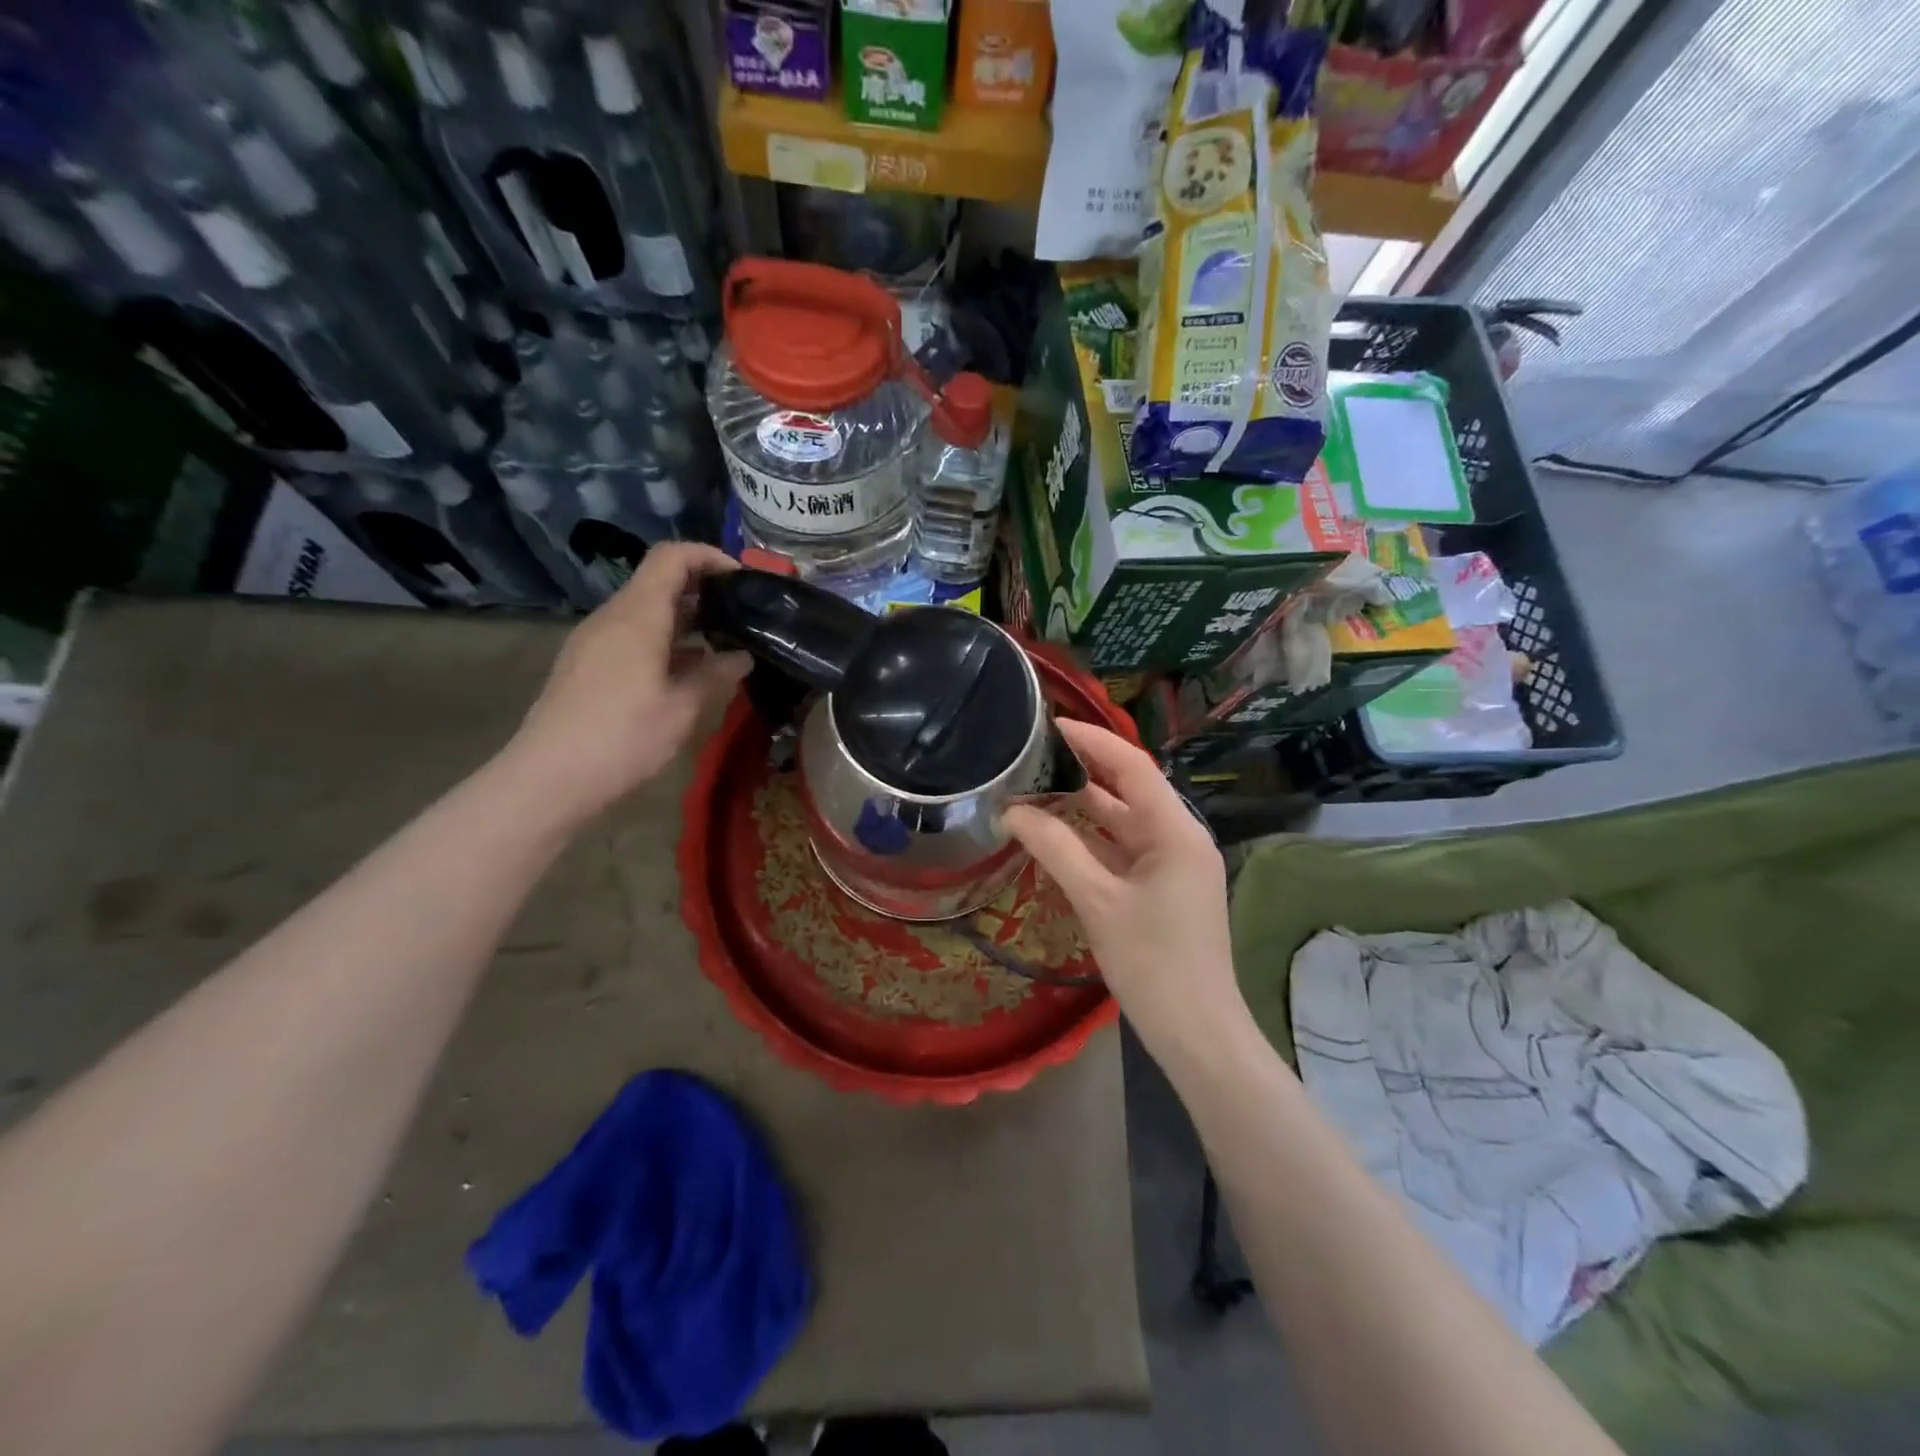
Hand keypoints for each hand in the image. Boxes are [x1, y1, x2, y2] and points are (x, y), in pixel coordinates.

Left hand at [500, 543, 748, 823]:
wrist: (549, 778)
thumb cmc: (623, 737)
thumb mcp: (682, 708)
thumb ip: (716, 675)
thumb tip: (742, 656)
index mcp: (637, 616)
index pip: (672, 557)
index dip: (709, 556)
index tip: (743, 580)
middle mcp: (612, 618)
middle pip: (658, 581)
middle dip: (703, 590)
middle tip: (742, 615)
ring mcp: (594, 641)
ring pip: (645, 611)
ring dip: (685, 619)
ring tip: (722, 645)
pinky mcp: (586, 664)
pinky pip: (631, 635)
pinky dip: (664, 640)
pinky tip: (686, 672)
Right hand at [1003, 719, 1250, 1070]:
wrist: (1197, 1032)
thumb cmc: (1152, 962)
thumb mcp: (1097, 901)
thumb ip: (1055, 848)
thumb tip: (1012, 810)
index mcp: (1176, 831)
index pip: (1132, 766)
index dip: (1092, 741)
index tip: (1050, 725)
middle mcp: (1179, 837)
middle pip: (1129, 789)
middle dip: (1083, 770)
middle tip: (1035, 754)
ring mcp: (1174, 864)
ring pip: (1124, 821)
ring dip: (1085, 806)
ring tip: (1037, 786)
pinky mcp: (1164, 887)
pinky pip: (1125, 848)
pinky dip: (1093, 838)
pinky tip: (1057, 833)